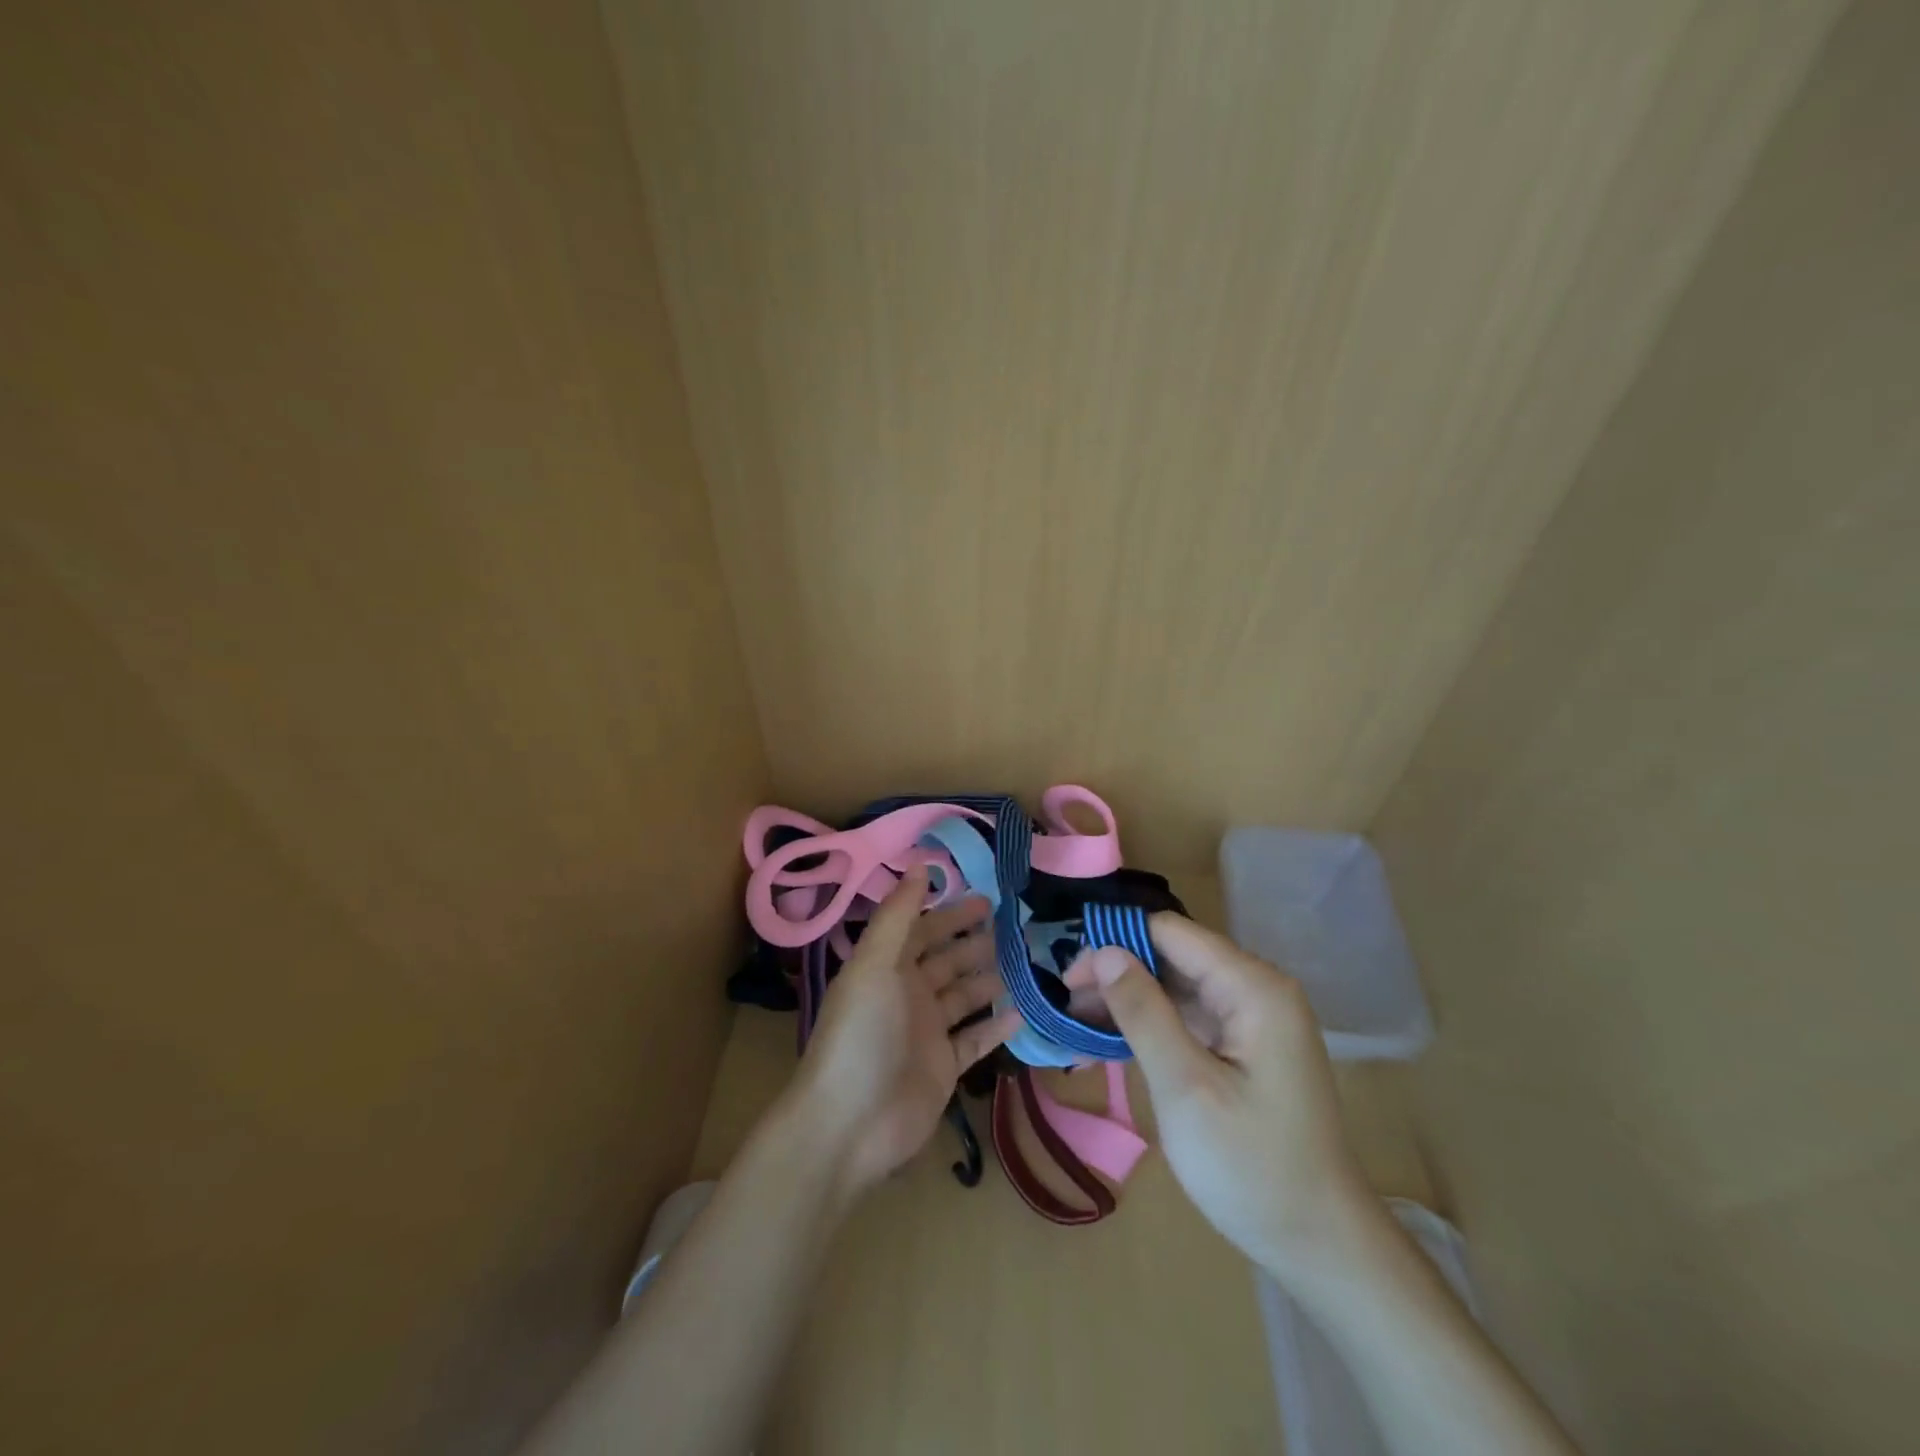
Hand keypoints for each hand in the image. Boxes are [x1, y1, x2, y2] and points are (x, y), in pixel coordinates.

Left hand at [793, 869, 1022, 1194]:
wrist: (850, 1124)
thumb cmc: (861, 1034)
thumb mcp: (874, 965)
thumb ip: (897, 915)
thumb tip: (920, 865)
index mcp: (887, 968)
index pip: (922, 930)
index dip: (950, 913)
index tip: (987, 897)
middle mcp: (908, 995)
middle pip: (947, 960)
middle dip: (976, 942)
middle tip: (1016, 926)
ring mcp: (927, 1033)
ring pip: (964, 996)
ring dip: (989, 978)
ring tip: (1024, 961)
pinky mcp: (944, 1068)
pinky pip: (975, 1039)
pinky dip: (995, 1025)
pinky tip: (1022, 1011)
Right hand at [1062, 914, 1373, 1277]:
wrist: (1320, 1245)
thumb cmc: (1252, 1167)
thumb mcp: (1185, 1087)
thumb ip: (1143, 1012)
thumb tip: (1103, 951)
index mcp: (1253, 987)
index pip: (1170, 932)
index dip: (1115, 943)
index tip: (1068, 975)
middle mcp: (1256, 988)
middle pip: (1172, 956)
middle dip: (1118, 974)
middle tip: (1065, 1006)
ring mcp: (1253, 1018)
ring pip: (1177, 986)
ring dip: (1129, 1001)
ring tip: (1076, 1024)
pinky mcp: (1246, 1045)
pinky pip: (1190, 1016)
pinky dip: (1151, 1025)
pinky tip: (1111, 1041)